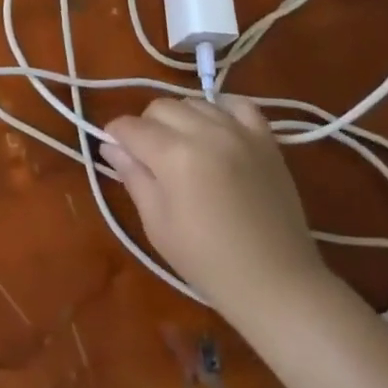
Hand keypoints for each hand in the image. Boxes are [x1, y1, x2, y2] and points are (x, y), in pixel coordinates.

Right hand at [102, 95, 329, 325]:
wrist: (278, 284)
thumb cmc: (208, 262)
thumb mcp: (157, 224)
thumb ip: (133, 176)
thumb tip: (110, 146)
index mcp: (174, 155)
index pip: (130, 127)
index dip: (116, 136)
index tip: (116, 151)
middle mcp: (205, 132)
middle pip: (160, 107)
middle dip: (146, 126)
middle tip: (151, 158)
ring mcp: (239, 132)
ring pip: (194, 102)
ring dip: (181, 119)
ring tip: (184, 148)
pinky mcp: (266, 139)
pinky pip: (238, 104)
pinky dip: (222, 109)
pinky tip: (217, 129)